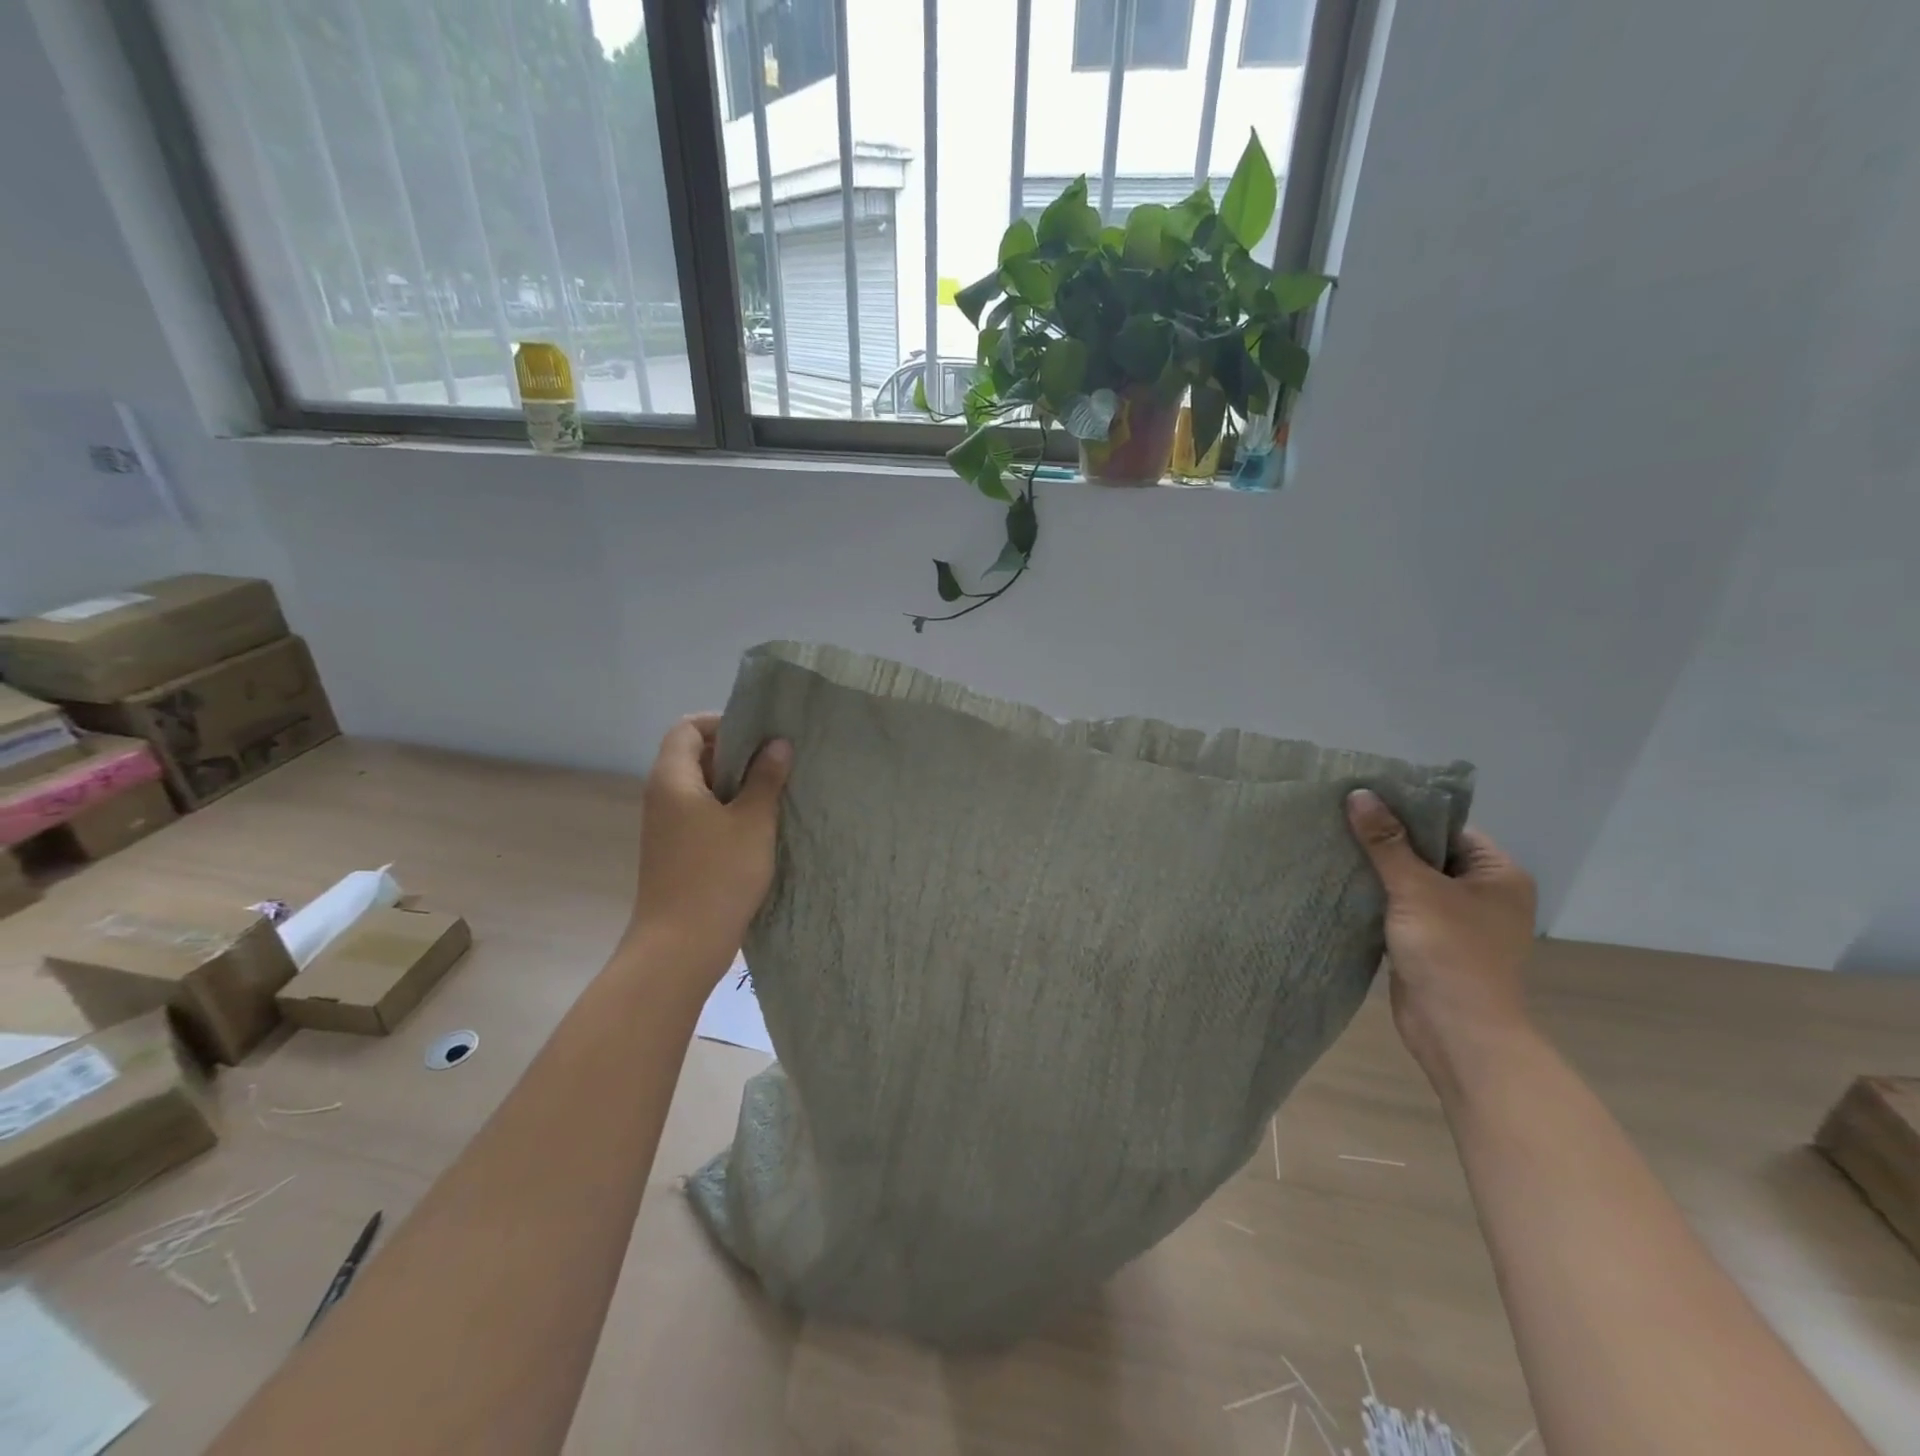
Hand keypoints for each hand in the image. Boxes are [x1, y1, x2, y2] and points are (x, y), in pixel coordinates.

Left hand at [625, 713, 791, 988]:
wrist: (680, 947)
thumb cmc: (718, 877)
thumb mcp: (753, 823)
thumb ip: (766, 778)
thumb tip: (778, 743)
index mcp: (673, 779)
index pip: (688, 727)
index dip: (723, 723)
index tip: (761, 736)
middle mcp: (662, 796)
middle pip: (695, 755)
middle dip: (737, 754)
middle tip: (778, 763)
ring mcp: (666, 826)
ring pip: (702, 788)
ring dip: (737, 785)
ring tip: (776, 792)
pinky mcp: (676, 851)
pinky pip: (701, 814)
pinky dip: (728, 811)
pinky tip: (760, 826)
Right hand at [1345, 789, 1538, 1090]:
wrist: (1457, 1031)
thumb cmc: (1450, 952)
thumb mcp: (1415, 888)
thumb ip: (1385, 842)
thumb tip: (1359, 794)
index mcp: (1498, 874)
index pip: (1448, 828)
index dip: (1407, 813)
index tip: (1363, 800)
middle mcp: (1484, 894)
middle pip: (1429, 853)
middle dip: (1386, 842)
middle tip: (1340, 820)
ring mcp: (1458, 921)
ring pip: (1412, 882)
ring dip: (1378, 871)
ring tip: (1334, 846)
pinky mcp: (1432, 943)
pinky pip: (1402, 908)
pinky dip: (1378, 898)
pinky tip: (1343, 885)